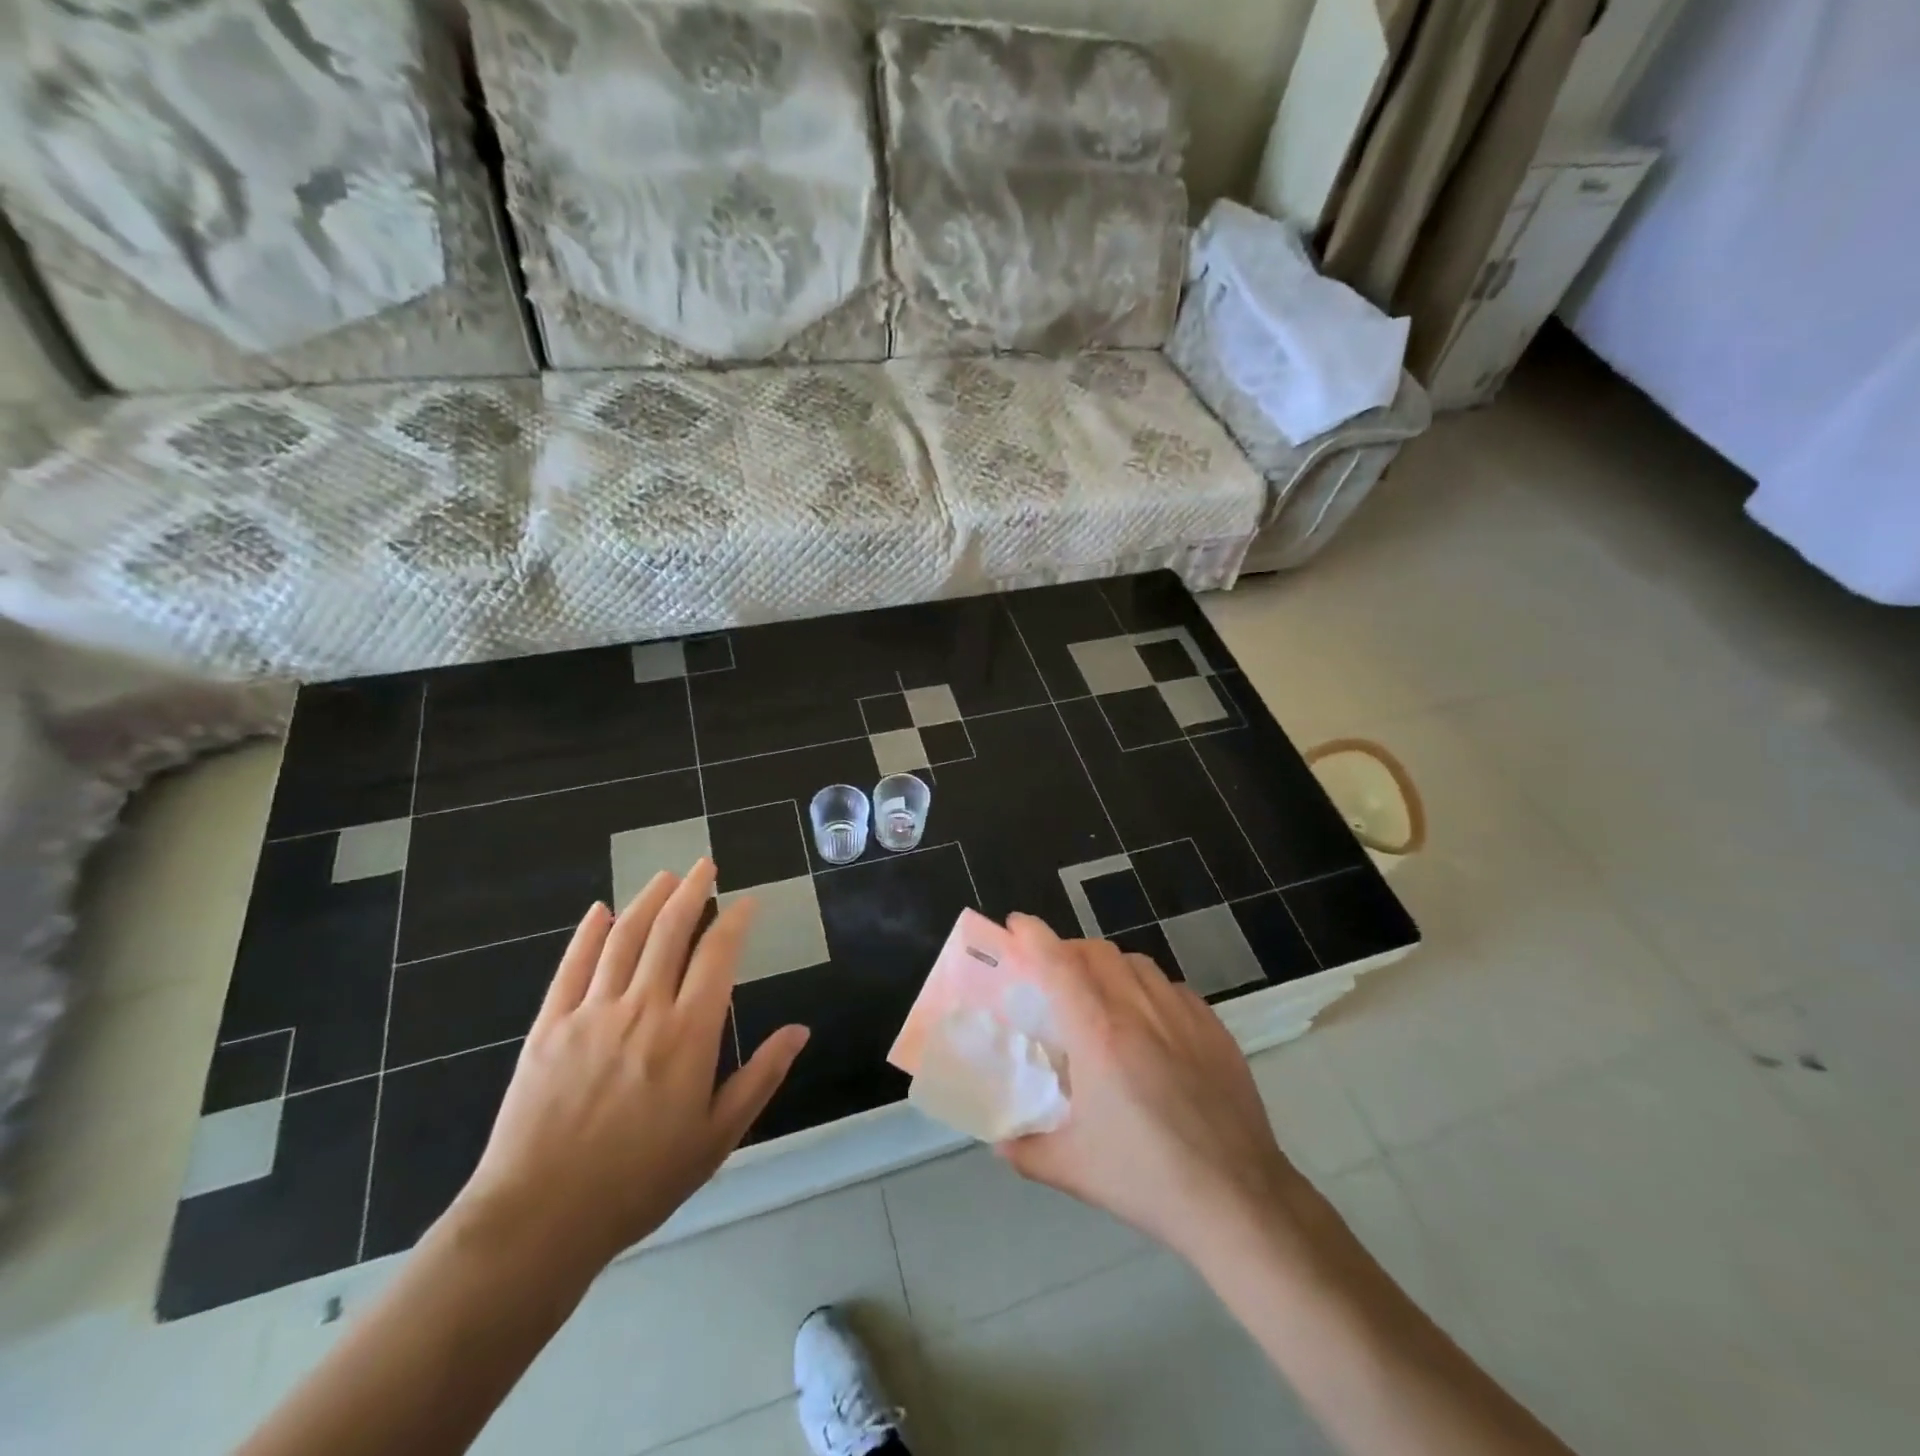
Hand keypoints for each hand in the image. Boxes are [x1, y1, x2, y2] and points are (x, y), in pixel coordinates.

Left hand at [451, 860, 809, 1271]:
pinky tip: (599, 911)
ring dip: (647, 900)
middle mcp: (642, 1008)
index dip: (735, 920)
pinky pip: (572, 966)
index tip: (747, 902)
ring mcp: (591, 1013)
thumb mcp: (717, 1137)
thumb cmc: (640, 1181)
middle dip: (692, 891)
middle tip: (705, 865)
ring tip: (666, 876)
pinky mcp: (548, 1027)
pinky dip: (588, 933)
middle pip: (670, 931)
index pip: (717, 955)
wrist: (540, 1220)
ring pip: (623, 937)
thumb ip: (761, 1077)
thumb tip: (799, 1031)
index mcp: (688, 1033)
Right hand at [995, 913, 1312, 1266]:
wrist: (1239, 1200)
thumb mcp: (1072, 1169)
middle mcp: (1139, 1010)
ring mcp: (1183, 1015)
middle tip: (1052, 975)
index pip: (1058, 964)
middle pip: (1097, 952)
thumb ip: (1026, 1149)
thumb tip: (1000, 1141)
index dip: (1034, 935)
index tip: (1016, 924)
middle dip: (1068, 950)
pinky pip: (1173, 988)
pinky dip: (1149, 990)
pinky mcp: (1215, 1028)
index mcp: (1098, 1034)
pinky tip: (1150, 1023)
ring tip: (1101, 996)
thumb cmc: (1147, 1180)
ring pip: (1137, 963)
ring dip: (1109, 967)